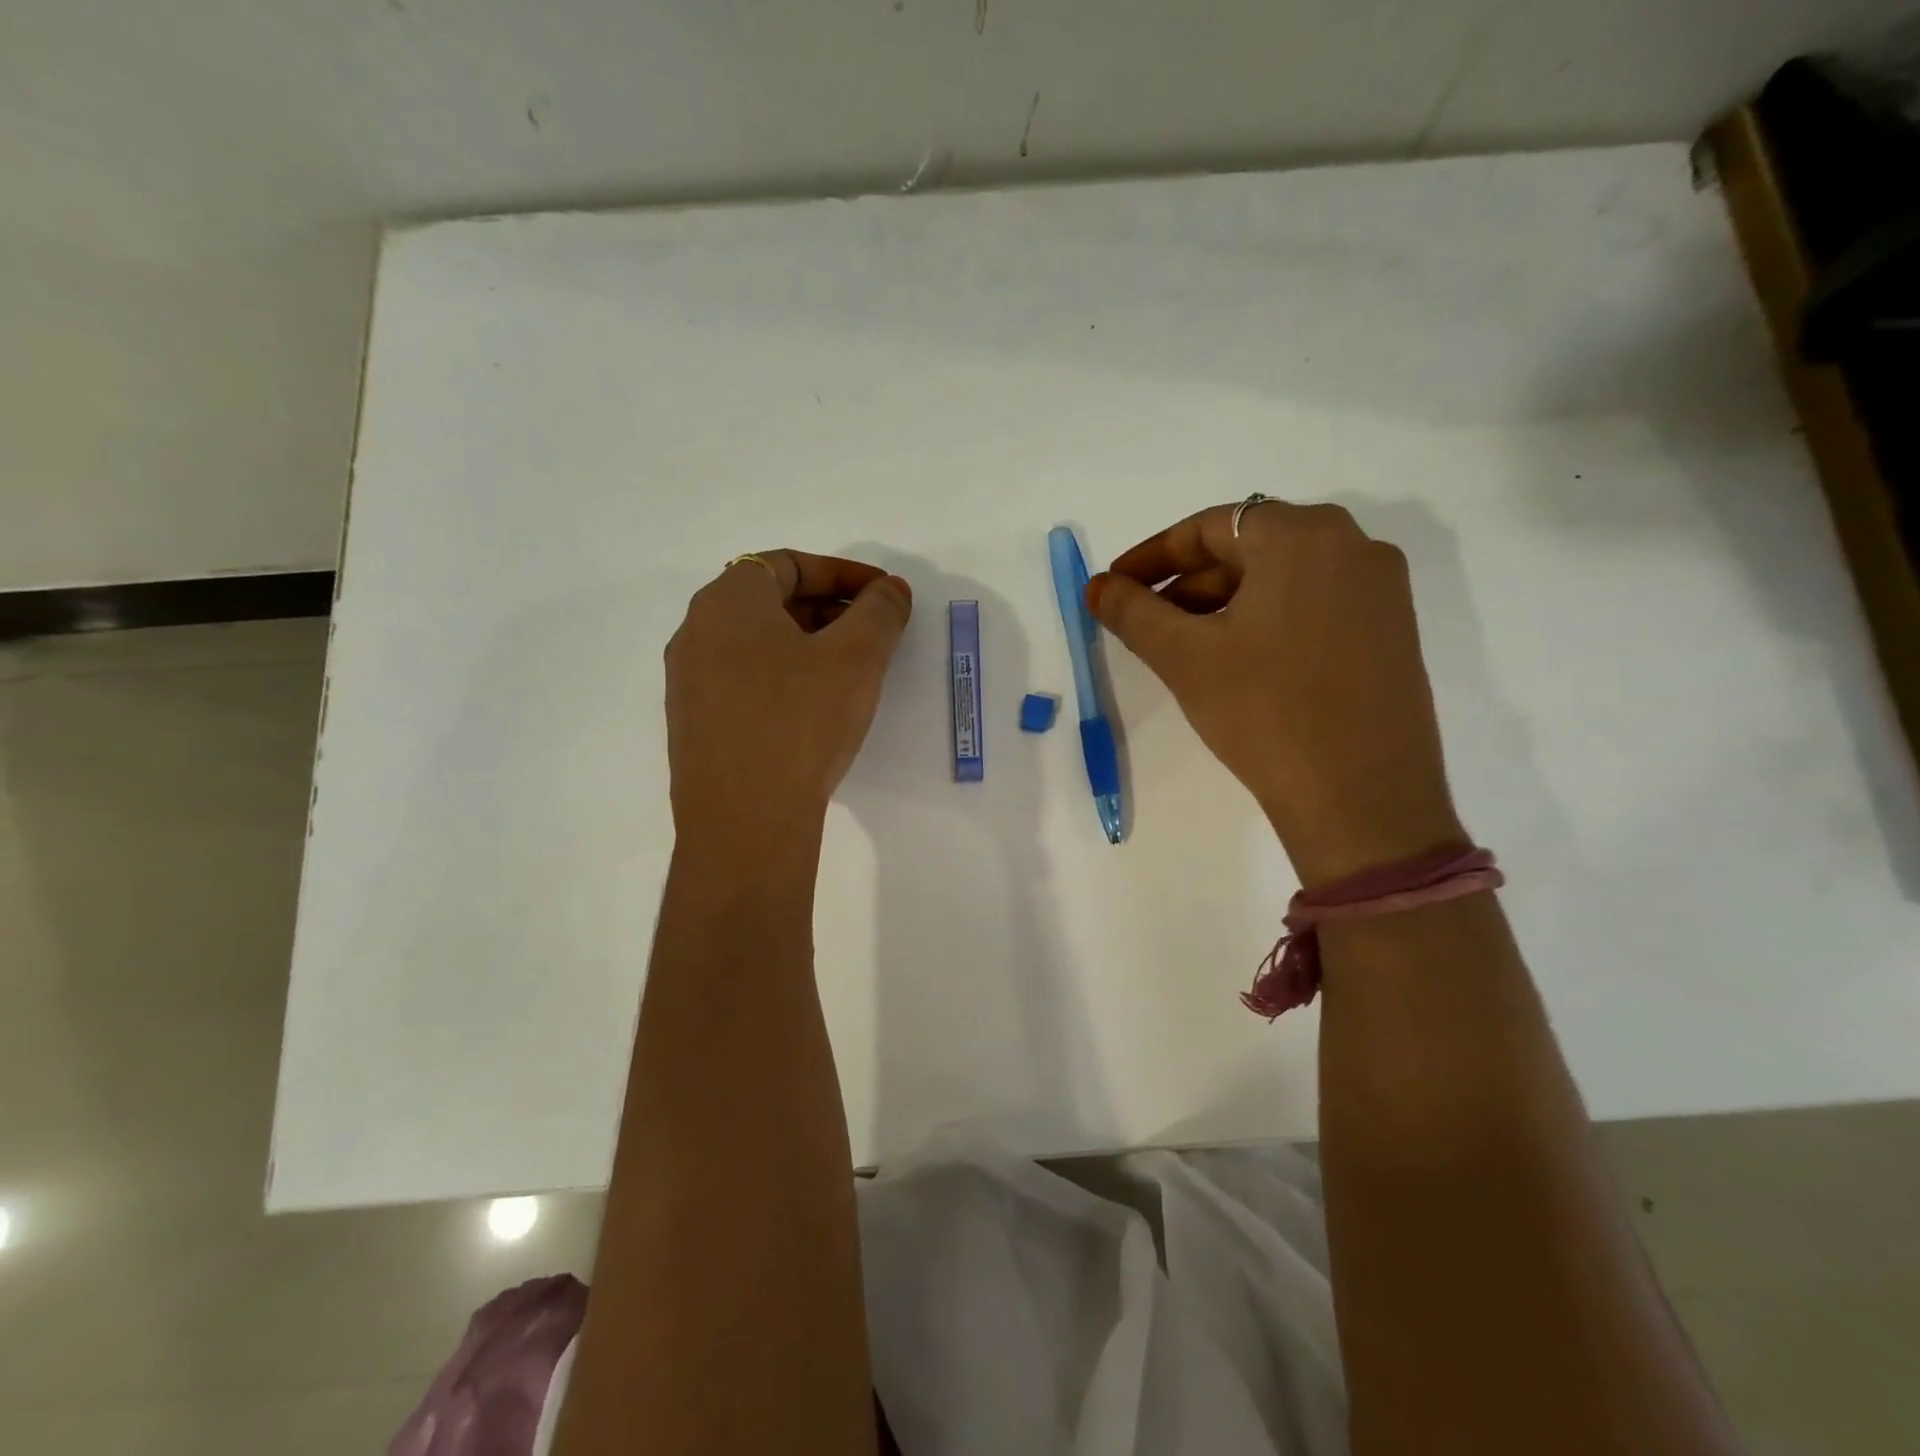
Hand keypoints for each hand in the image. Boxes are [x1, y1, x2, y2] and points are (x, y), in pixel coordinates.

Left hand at [665, 551, 911, 839]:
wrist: (745, 820)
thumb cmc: (800, 721)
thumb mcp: (857, 658)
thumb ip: (881, 611)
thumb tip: (891, 590)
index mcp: (727, 601)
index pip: (788, 563)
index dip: (843, 572)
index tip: (884, 595)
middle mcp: (696, 632)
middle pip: (770, 601)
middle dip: (829, 608)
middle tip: (874, 632)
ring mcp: (689, 682)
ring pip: (757, 644)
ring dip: (808, 644)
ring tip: (852, 671)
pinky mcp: (695, 725)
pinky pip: (744, 681)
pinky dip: (784, 677)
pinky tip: (815, 709)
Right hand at [1090, 502, 1463, 885]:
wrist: (1361, 799)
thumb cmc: (1264, 712)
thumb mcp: (1184, 657)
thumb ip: (1132, 612)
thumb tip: (1097, 587)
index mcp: (1303, 535)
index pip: (1209, 526)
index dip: (1152, 556)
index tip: (1115, 586)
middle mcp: (1353, 546)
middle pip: (1248, 548)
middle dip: (1186, 583)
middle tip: (1143, 621)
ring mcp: (1380, 591)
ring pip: (1281, 579)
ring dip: (1223, 603)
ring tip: (1183, 646)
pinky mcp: (1392, 633)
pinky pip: (1314, 606)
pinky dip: (1265, 620)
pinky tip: (1237, 661)